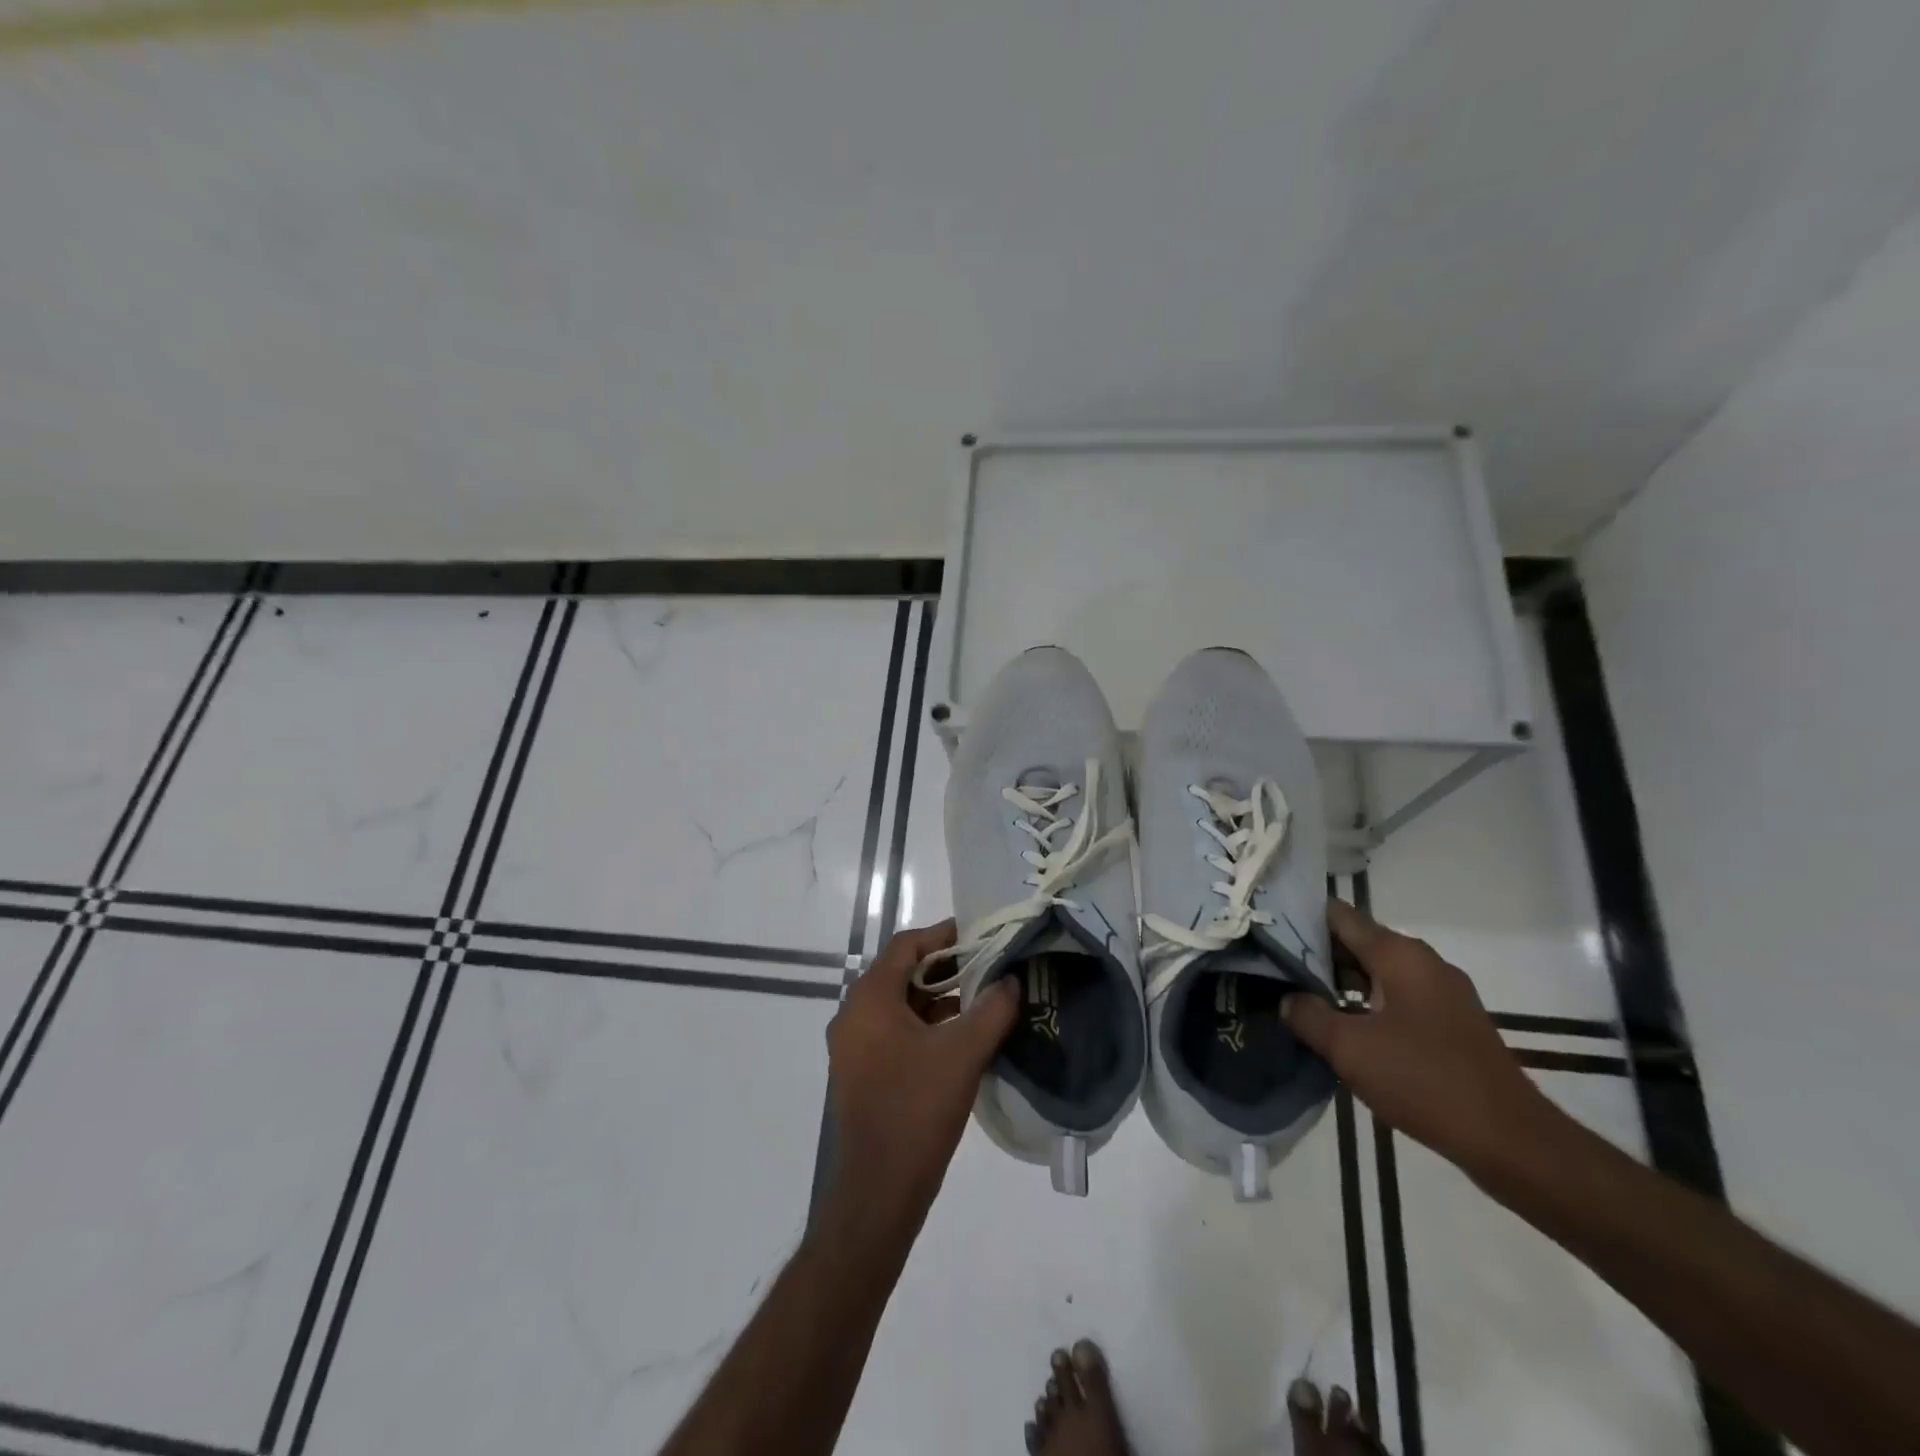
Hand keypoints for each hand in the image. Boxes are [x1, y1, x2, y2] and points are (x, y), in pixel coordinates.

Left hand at [825, 920, 1020, 1223]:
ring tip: (982, 1000)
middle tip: (988, 967)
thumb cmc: (917, 1109)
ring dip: (937, 999)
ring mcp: (854, 1047)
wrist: (878, 1191)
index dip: (943, 935)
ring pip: (899, 1005)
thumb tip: (1011, 981)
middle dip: (946, 968)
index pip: (906, 946)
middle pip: (902, 973)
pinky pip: (894, 1032)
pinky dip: (925, 1026)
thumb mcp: (963, 1054)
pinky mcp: (861, 1073)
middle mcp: (854, 1015)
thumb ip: (992, 1010)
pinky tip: (960, 1038)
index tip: (979, 935)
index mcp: (870, 999)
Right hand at [1282, 900, 1555, 1172]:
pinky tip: (1338, 1030)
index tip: (1264, 929)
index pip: (1338, 915)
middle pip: (1356, 943)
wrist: (1513, 1143)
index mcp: (1400, 955)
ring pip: (1374, 974)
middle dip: (1313, 954)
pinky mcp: (1449, 1024)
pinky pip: (1394, 999)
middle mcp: (1422, 963)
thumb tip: (1288, 998)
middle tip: (1269, 967)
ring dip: (1336, 984)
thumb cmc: (1425, 1081)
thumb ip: (1309, 1015)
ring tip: (1294, 998)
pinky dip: (1363, 1006)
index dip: (1298, 917)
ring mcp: (1440, 994)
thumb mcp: (1350, 1048)